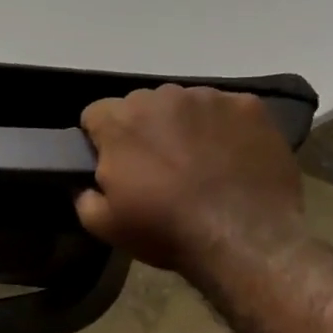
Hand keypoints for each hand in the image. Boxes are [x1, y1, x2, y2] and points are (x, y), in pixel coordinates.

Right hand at [77, 85, 304, 273]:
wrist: (249, 235)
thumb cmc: (168, 229)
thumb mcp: (105, 226)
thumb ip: (83, 197)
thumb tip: (84, 184)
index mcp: (120, 121)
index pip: (95, 114)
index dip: (100, 141)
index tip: (113, 166)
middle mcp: (161, 96)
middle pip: (140, 105)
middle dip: (142, 130)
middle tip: (156, 168)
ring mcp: (208, 97)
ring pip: (183, 105)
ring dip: (182, 126)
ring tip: (199, 164)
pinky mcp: (248, 106)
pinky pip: (224, 110)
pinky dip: (222, 128)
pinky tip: (231, 159)